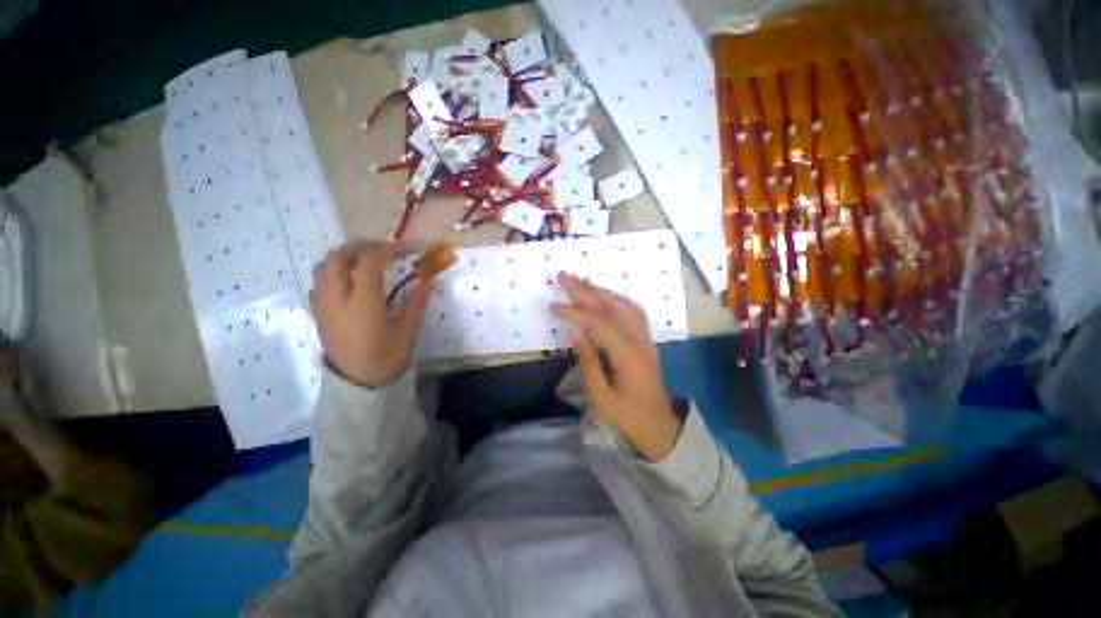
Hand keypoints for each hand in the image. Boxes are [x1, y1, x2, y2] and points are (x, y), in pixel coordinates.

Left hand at [309, 240, 430, 387]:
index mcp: (363, 302)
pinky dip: (334, 271)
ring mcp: (323, 305)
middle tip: (383, 249)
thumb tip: (426, 278)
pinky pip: (319, 282)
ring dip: (344, 256)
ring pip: (323, 267)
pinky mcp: (318, 313)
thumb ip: (416, 301)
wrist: (359, 384)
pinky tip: (350, 280)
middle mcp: (337, 298)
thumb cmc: (387, 357)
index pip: (369, 262)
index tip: (406, 248)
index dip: (388, 249)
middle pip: (338, 257)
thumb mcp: (408, 329)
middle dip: (361, 247)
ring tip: (365, 260)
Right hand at [552, 272, 681, 460]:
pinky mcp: (646, 339)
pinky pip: (632, 311)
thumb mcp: (601, 397)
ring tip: (578, 281)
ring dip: (599, 290)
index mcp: (630, 359)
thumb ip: (588, 362)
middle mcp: (641, 342)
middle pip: (612, 308)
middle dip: (586, 290)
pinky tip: (602, 294)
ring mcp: (647, 338)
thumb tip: (575, 332)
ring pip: (623, 305)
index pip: (601, 325)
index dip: (577, 312)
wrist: (659, 425)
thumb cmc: (627, 417)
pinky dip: (614, 298)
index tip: (555, 306)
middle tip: (564, 276)